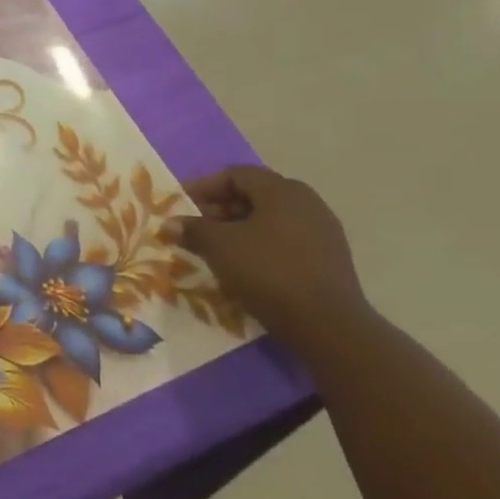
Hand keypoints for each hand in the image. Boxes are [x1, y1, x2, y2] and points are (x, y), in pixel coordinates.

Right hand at [168, 165, 373, 353]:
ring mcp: (322, 230)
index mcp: (282, 190)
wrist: (327, 324)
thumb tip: (170, 223)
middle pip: (255, 194)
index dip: (204, 186)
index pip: (236, 174)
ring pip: (271, 218)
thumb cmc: (268, 272)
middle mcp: (306, 202)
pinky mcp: (329, 257)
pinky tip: (245, 265)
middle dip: (221, 208)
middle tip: (197, 227)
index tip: (182, 204)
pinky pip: (286, 238)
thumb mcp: (219, 247)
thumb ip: (193, 229)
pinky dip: (261, 244)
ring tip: (218, 248)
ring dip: (240, 228)